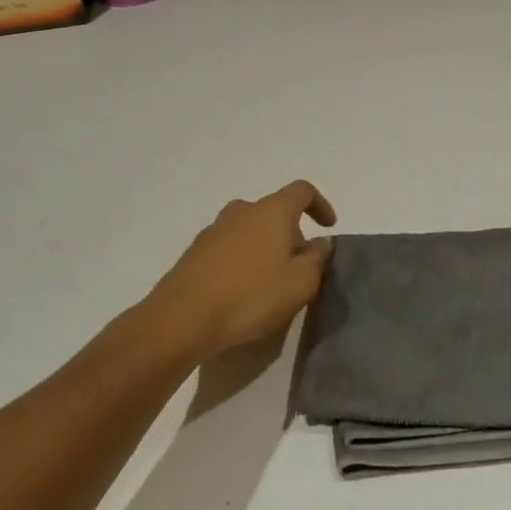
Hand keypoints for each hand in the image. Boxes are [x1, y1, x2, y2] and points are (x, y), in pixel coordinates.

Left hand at [145, 181, 336, 362]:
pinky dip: (242, 260)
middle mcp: (243, 211)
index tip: (328, 227)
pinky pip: (229, 248)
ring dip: (265, 247)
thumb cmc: (251, 295)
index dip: (320, 204)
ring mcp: (214, 230)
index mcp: (272, 210)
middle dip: (291, 233)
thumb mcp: (300, 283)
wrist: (182, 319)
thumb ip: (318, 258)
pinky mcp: (195, 252)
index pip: (302, 191)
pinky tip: (242, 291)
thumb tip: (321, 243)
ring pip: (250, 229)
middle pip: (274, 211)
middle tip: (299, 265)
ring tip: (271, 281)